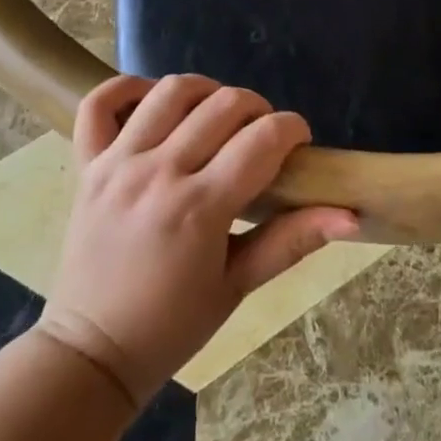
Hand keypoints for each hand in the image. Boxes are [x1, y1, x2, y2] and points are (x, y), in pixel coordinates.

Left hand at [37, 74, 357, 406]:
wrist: (91, 352)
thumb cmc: (172, 325)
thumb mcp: (239, 286)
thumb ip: (292, 241)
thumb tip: (352, 216)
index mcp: (200, 208)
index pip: (263, 138)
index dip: (293, 128)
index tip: (299, 143)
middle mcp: (159, 173)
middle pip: (223, 104)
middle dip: (258, 109)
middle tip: (262, 136)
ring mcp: (118, 163)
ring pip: (171, 91)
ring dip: (206, 91)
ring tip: (216, 116)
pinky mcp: (88, 163)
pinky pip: (101, 102)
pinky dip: (129, 88)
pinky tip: (155, 103)